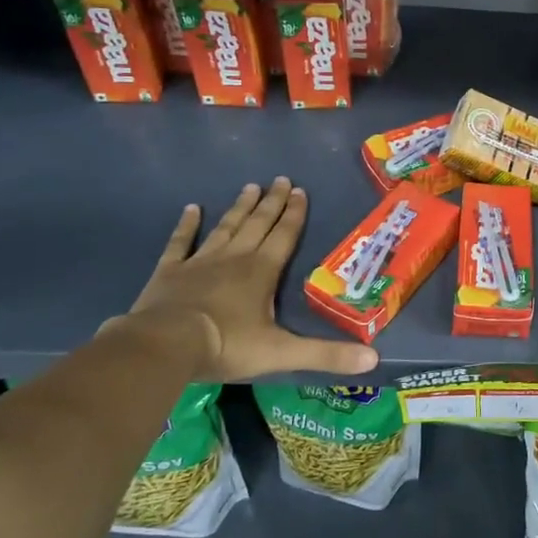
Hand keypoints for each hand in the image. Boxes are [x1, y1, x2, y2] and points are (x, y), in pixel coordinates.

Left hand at [114, 178, 378, 382]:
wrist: (163, 345)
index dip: (294, 214)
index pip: (284, 236)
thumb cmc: (226, 345)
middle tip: (280, 179)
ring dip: (240, 208)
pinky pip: (180, 243)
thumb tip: (373, 359)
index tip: (301, 190)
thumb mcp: (282, 352)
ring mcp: (199, 262)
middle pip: (258, 224)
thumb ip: (326, 354)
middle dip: (272, 202)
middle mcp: (234, 258)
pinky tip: (192, 209)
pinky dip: (187, 225)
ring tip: (250, 187)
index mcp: (262, 271)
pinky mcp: (169, 272)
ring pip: (225, 228)